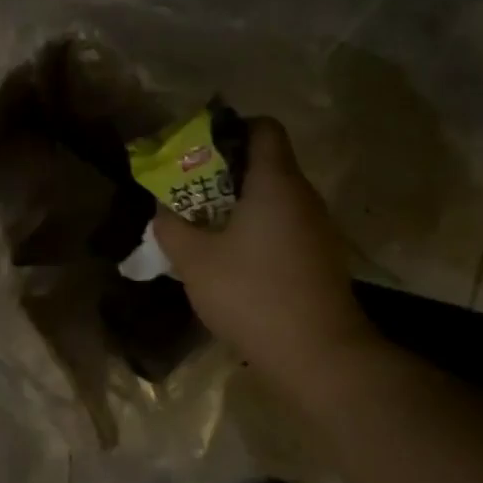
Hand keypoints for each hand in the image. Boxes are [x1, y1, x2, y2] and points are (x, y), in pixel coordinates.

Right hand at [154, 118, 378, 386]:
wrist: (317, 354)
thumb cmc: (252, 294)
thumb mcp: (194, 260)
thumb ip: (171, 227)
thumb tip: (163, 210)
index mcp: (275, 182)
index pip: (262, 127)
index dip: (229, 130)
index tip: (197, 153)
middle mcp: (303, 196)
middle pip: (265, 163)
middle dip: (222, 174)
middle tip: (187, 194)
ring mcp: (316, 228)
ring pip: (273, 199)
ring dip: (237, 206)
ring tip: (202, 229)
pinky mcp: (319, 257)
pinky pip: (282, 226)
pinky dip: (255, 231)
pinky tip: (231, 261)